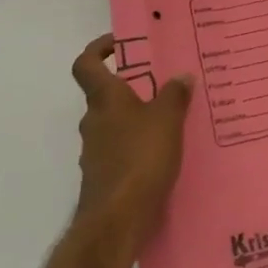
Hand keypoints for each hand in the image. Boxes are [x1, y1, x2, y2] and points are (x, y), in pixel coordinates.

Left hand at [71, 36, 193, 255]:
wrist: (115, 223)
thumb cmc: (139, 159)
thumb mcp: (167, 120)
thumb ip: (175, 95)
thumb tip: (181, 76)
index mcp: (105, 99)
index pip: (87, 64)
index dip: (99, 49)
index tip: (121, 44)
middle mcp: (94, 121)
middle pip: (105, 96)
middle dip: (131, 88)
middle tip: (163, 85)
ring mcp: (95, 153)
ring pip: (114, 125)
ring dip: (136, 121)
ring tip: (171, 122)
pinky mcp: (103, 179)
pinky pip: (120, 153)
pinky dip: (137, 149)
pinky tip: (164, 156)